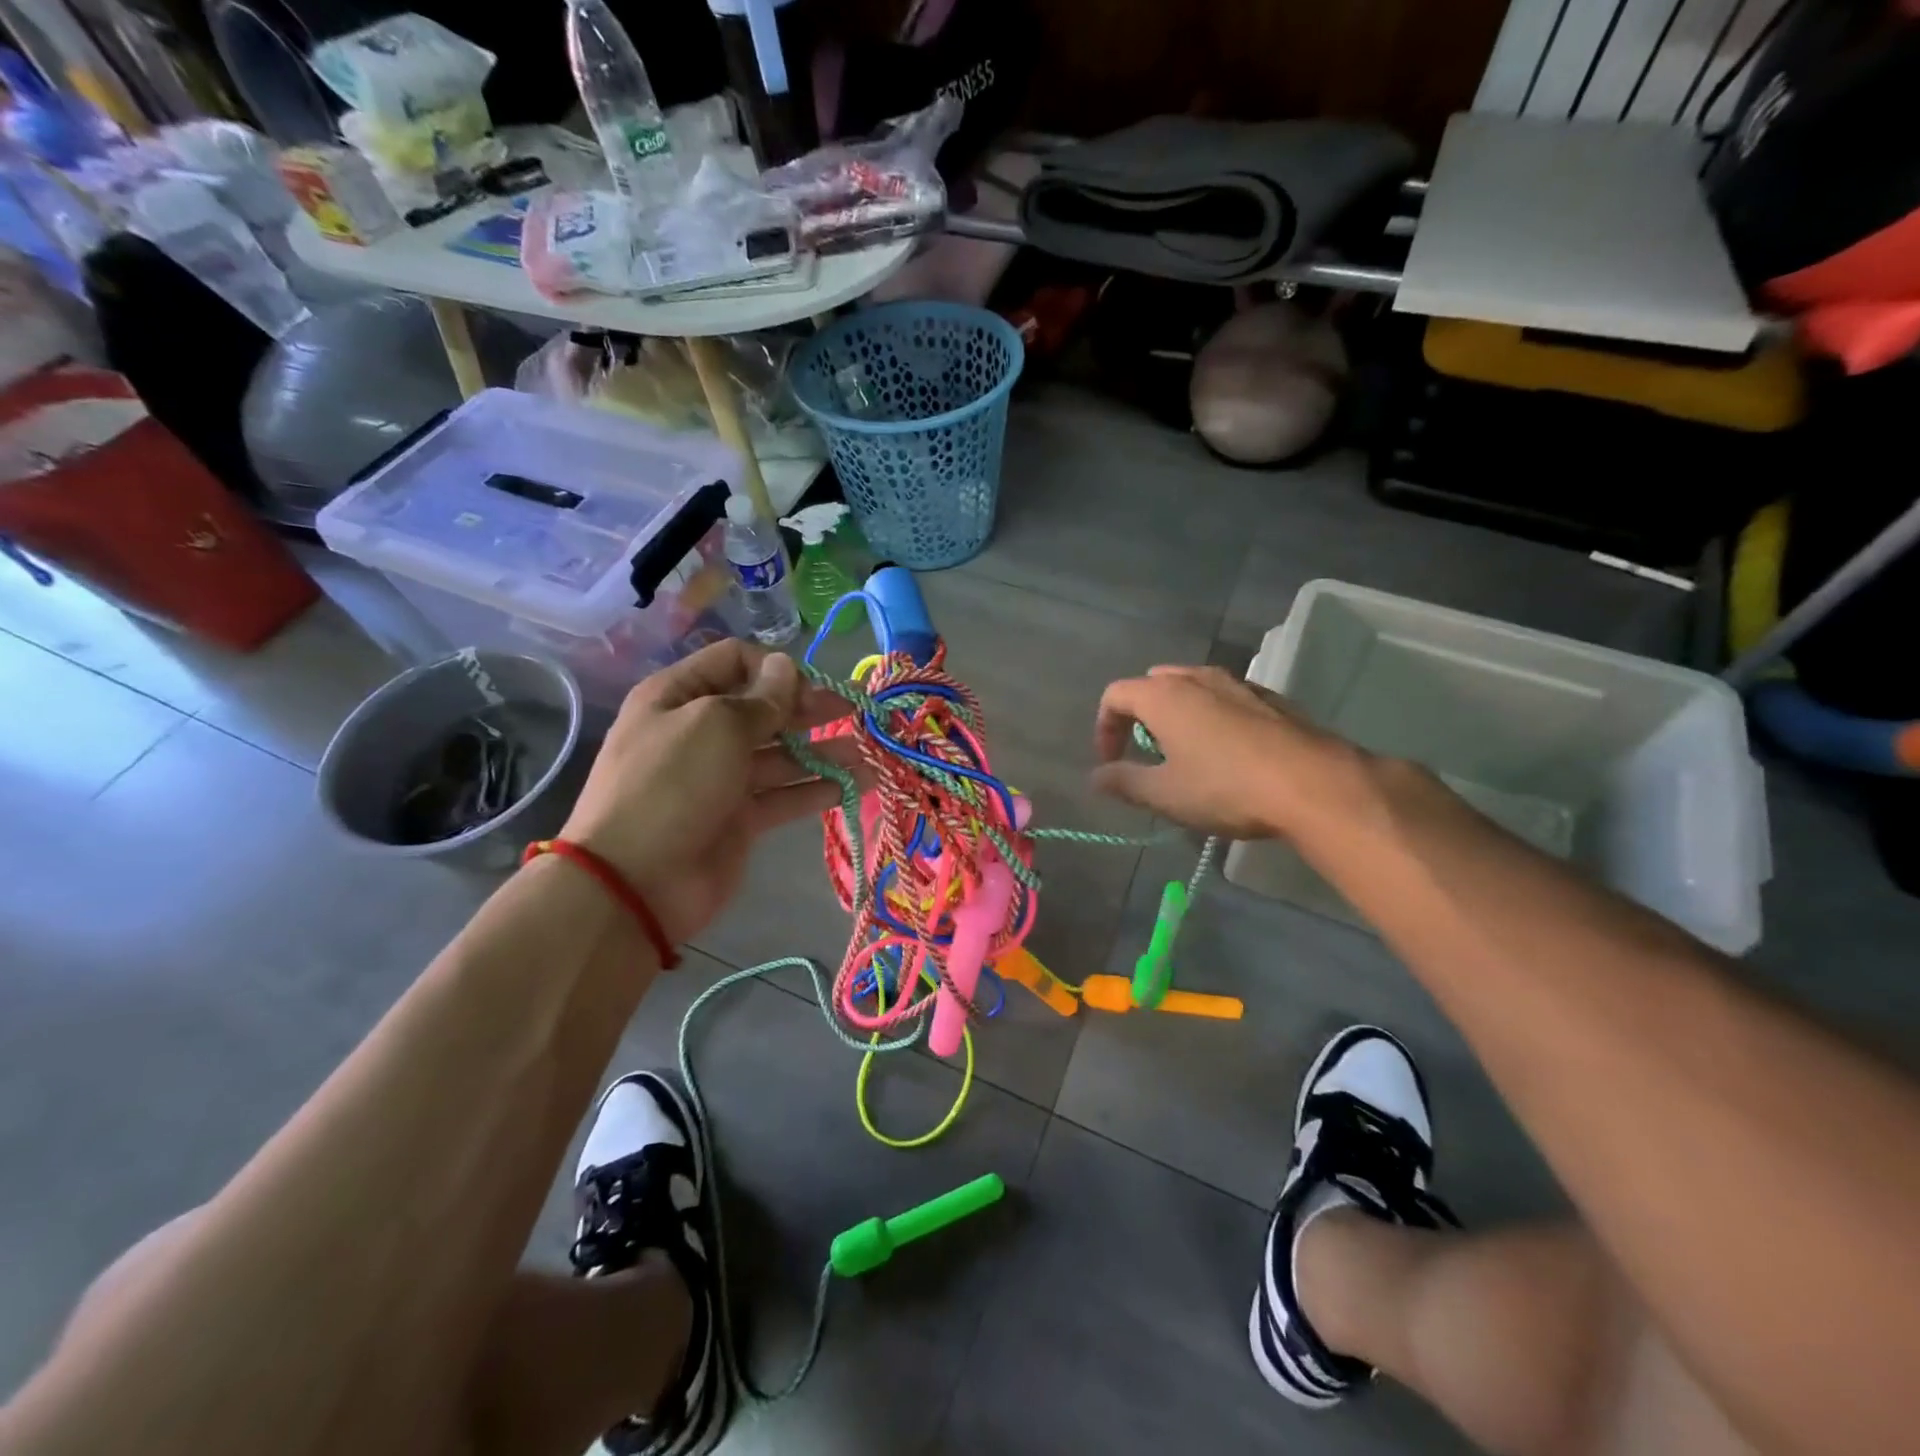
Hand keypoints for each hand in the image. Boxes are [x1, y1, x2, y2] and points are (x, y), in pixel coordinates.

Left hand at [557, 641, 866, 944]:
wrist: (636, 882)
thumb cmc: (672, 784)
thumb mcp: (716, 725)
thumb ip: (761, 698)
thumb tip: (785, 667)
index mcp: (679, 696)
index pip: (735, 661)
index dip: (775, 668)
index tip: (810, 688)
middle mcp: (701, 731)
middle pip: (764, 708)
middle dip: (809, 707)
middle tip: (853, 712)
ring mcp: (721, 777)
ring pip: (781, 754)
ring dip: (824, 749)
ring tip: (869, 751)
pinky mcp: (740, 818)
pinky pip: (784, 794)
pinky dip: (818, 788)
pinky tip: (857, 783)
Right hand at [1090, 664, 1362, 839]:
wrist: (1313, 785)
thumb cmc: (1225, 788)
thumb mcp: (1164, 794)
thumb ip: (1123, 782)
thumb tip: (1096, 777)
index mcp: (1163, 695)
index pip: (1115, 695)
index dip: (1104, 728)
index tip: (1111, 762)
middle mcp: (1197, 678)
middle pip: (1153, 684)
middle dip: (1140, 716)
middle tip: (1147, 754)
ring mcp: (1237, 684)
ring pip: (1192, 688)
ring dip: (1177, 715)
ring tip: (1186, 754)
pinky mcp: (1270, 699)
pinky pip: (1225, 699)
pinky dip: (1212, 717)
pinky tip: (1228, 754)